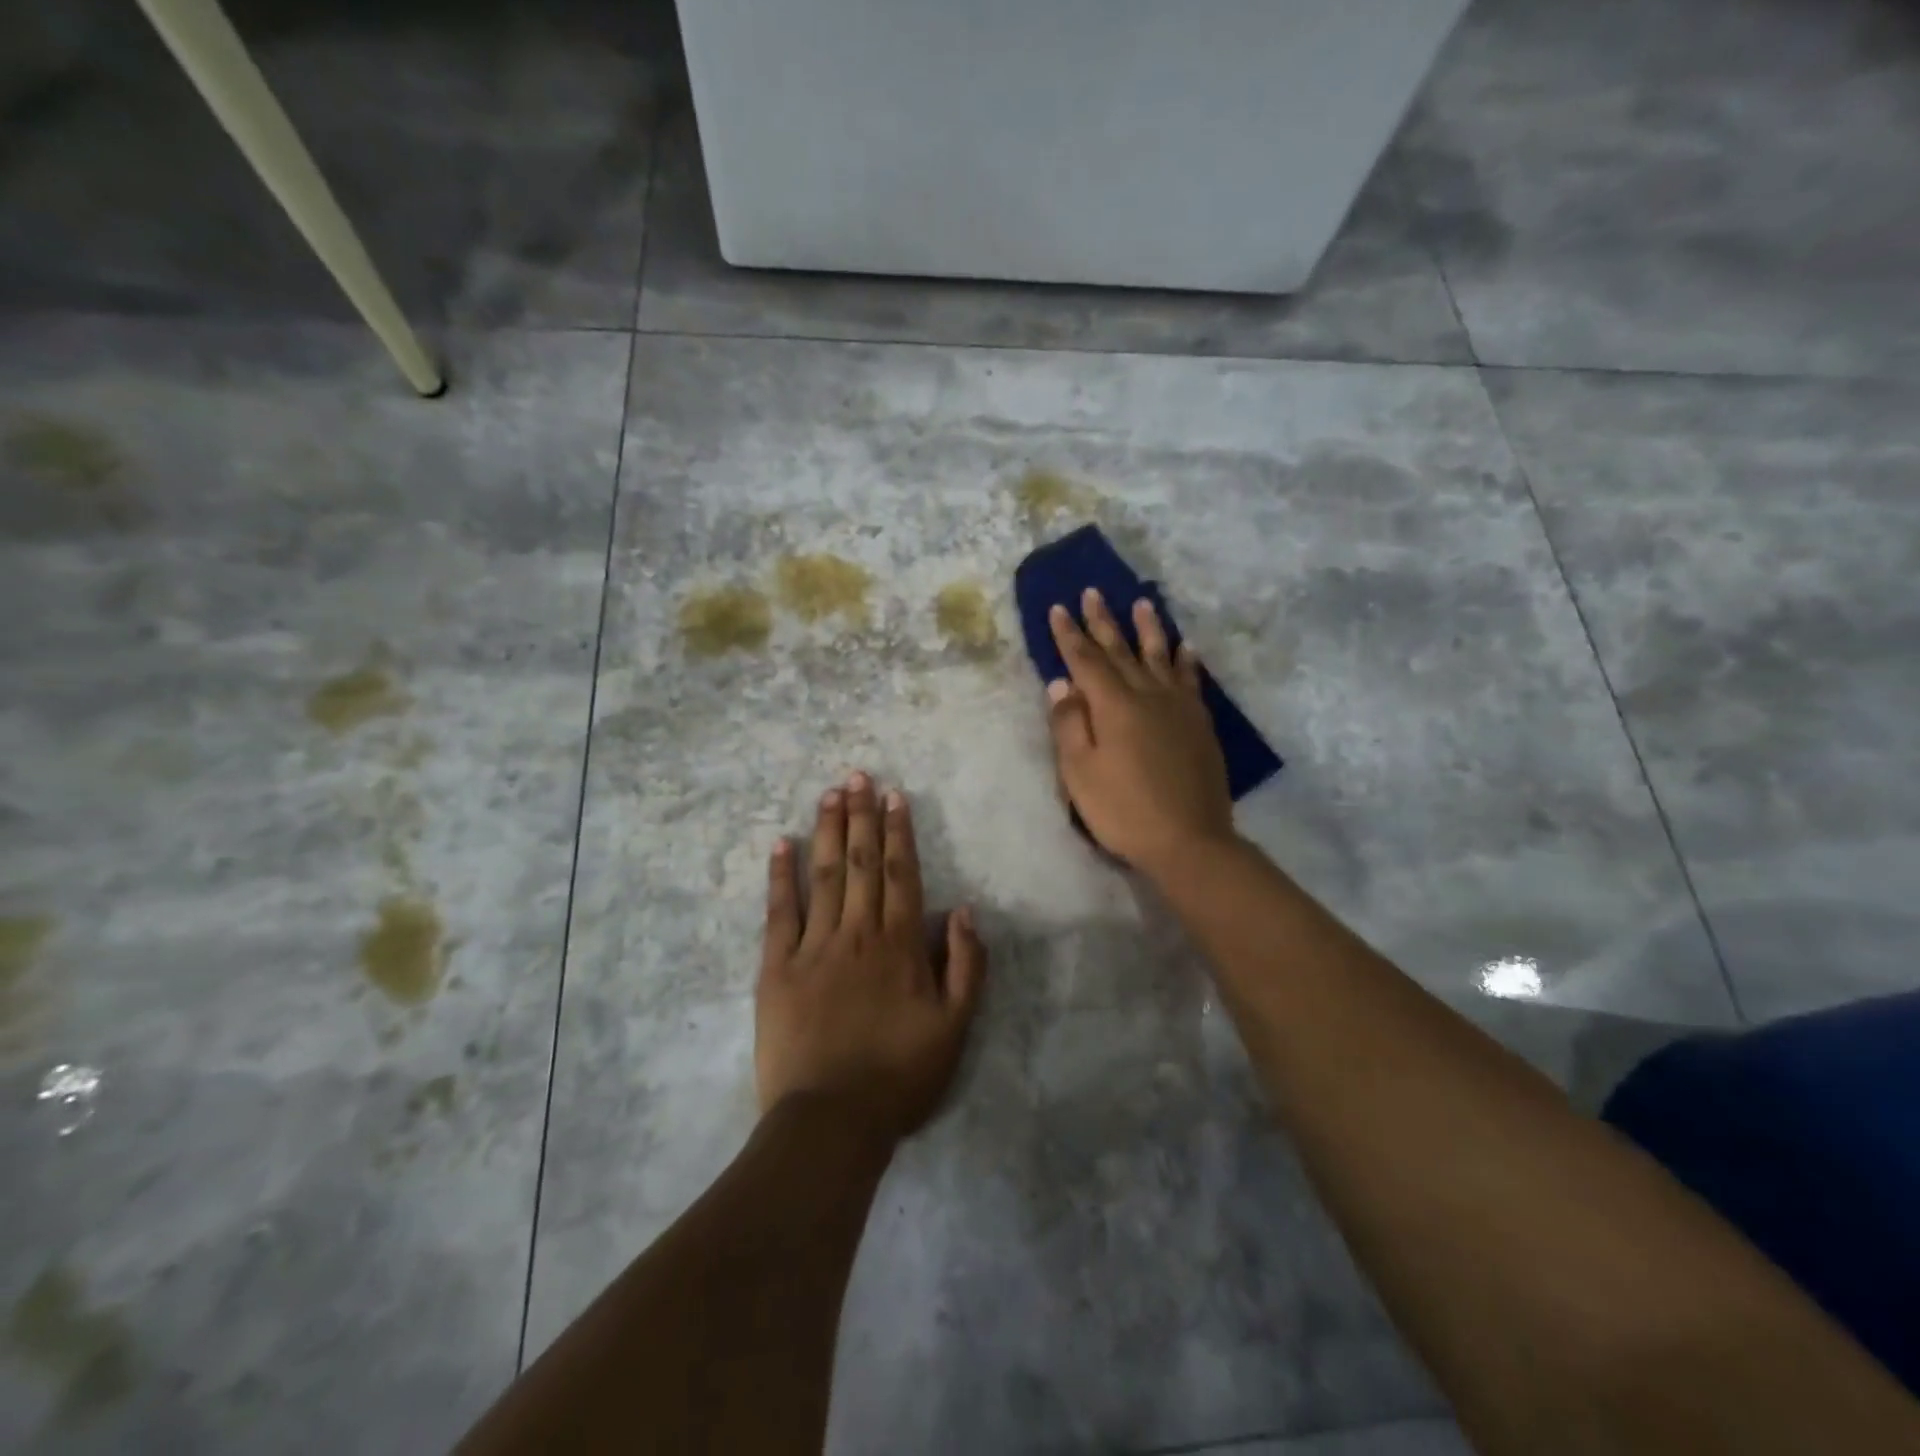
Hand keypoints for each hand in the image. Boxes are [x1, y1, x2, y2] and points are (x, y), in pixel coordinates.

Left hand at [756, 772, 986, 1142]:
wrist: (830, 1122)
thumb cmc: (899, 1076)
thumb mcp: (955, 1028)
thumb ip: (966, 965)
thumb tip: (963, 909)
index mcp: (899, 945)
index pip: (900, 873)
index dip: (897, 832)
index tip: (894, 796)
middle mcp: (857, 933)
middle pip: (860, 863)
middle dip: (861, 816)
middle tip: (858, 775)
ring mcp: (813, 947)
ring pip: (824, 875)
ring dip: (828, 831)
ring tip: (829, 793)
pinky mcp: (776, 968)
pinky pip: (779, 912)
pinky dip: (781, 876)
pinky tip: (781, 844)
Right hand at [1046, 589, 1234, 878]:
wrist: (1188, 840)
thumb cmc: (1123, 810)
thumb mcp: (1079, 772)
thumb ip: (1069, 724)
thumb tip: (1062, 683)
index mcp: (1113, 705)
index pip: (1086, 660)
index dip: (1070, 634)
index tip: (1059, 608)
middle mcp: (1147, 695)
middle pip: (1121, 650)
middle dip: (1104, 621)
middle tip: (1094, 592)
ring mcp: (1178, 707)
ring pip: (1160, 656)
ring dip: (1149, 628)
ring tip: (1144, 602)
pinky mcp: (1199, 724)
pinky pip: (1191, 681)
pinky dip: (1186, 661)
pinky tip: (1186, 648)